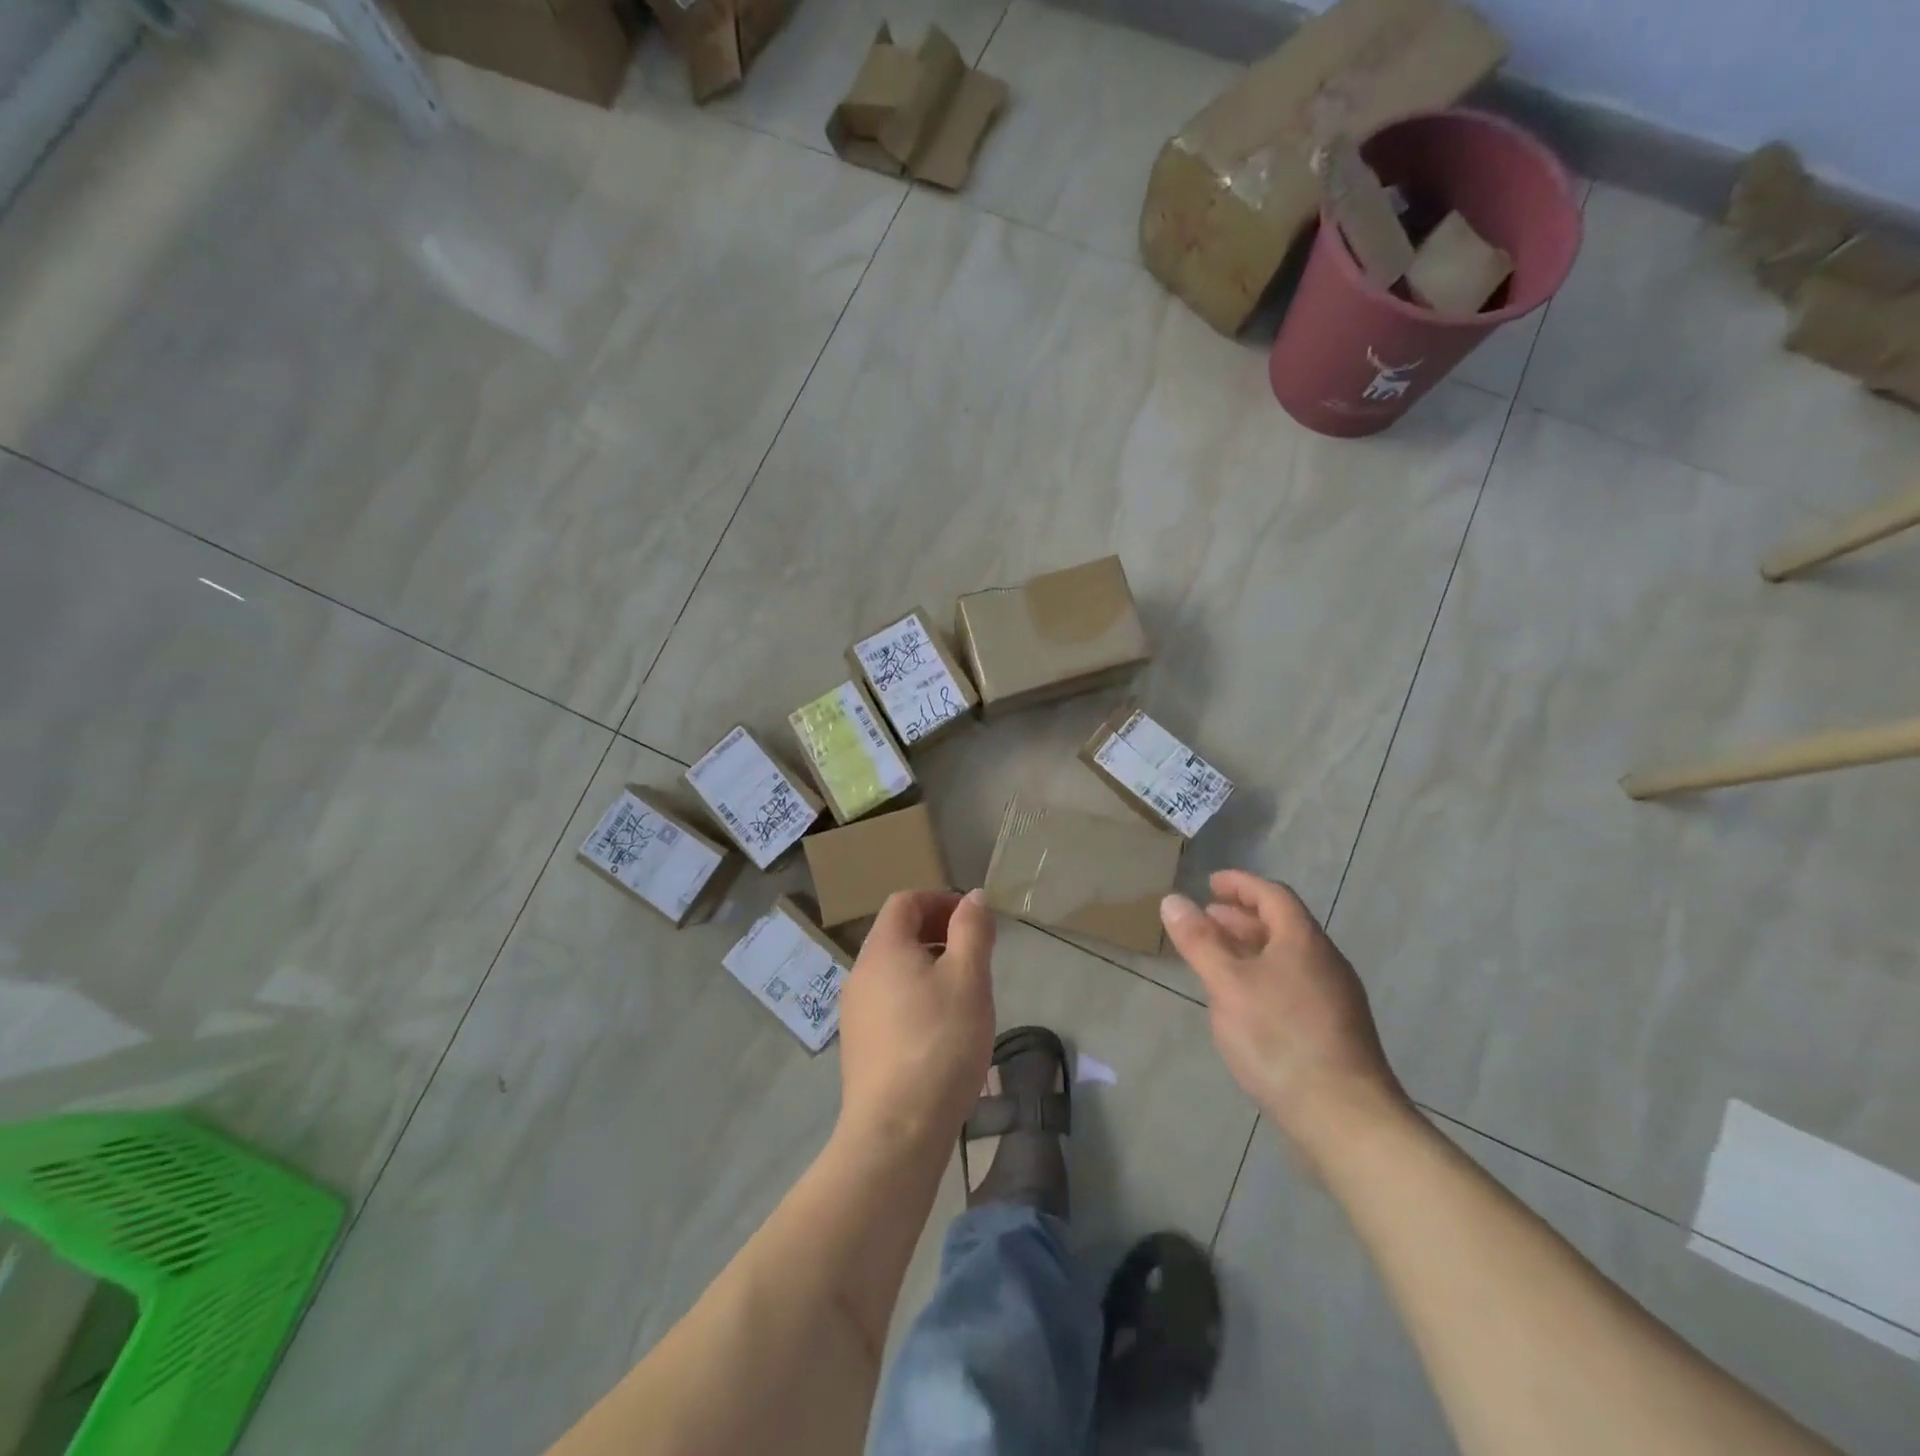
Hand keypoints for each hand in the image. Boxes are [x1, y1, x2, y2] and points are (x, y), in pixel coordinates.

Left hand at [837, 889, 996, 1157]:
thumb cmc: (939, 1042)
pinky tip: (940, 1031)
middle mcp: (860, 972)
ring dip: (928, 966)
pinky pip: (888, 1002)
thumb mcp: (969, 978)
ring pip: (893, 970)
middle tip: (974, 955)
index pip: (905, 901)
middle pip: (897, 934)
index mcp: (883, 948)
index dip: (940, 900)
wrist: (895, 1130)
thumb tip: (972, 898)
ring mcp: (855, 1011)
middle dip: (937, 933)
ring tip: (962, 994)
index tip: (972, 920)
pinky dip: (915, 997)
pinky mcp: (859, 1045)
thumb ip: (972, 930)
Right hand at [1161, 871, 1409, 1162]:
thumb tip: (1173, 899)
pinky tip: (1243, 1002)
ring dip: (1251, 948)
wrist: (1345, 1119)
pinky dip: (1263, 976)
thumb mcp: (1227, 984)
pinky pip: (1292, 984)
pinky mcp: (1333, 1031)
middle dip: (1242, 917)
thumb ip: (1200, 941)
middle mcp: (1324, 962)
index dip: (1240, 884)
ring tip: (1217, 958)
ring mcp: (1334, 999)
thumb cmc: (1280, 1039)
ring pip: (1287, 957)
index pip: (1272, 895)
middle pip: (1282, 925)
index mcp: (1303, 941)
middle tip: (1206, 919)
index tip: (1210, 883)